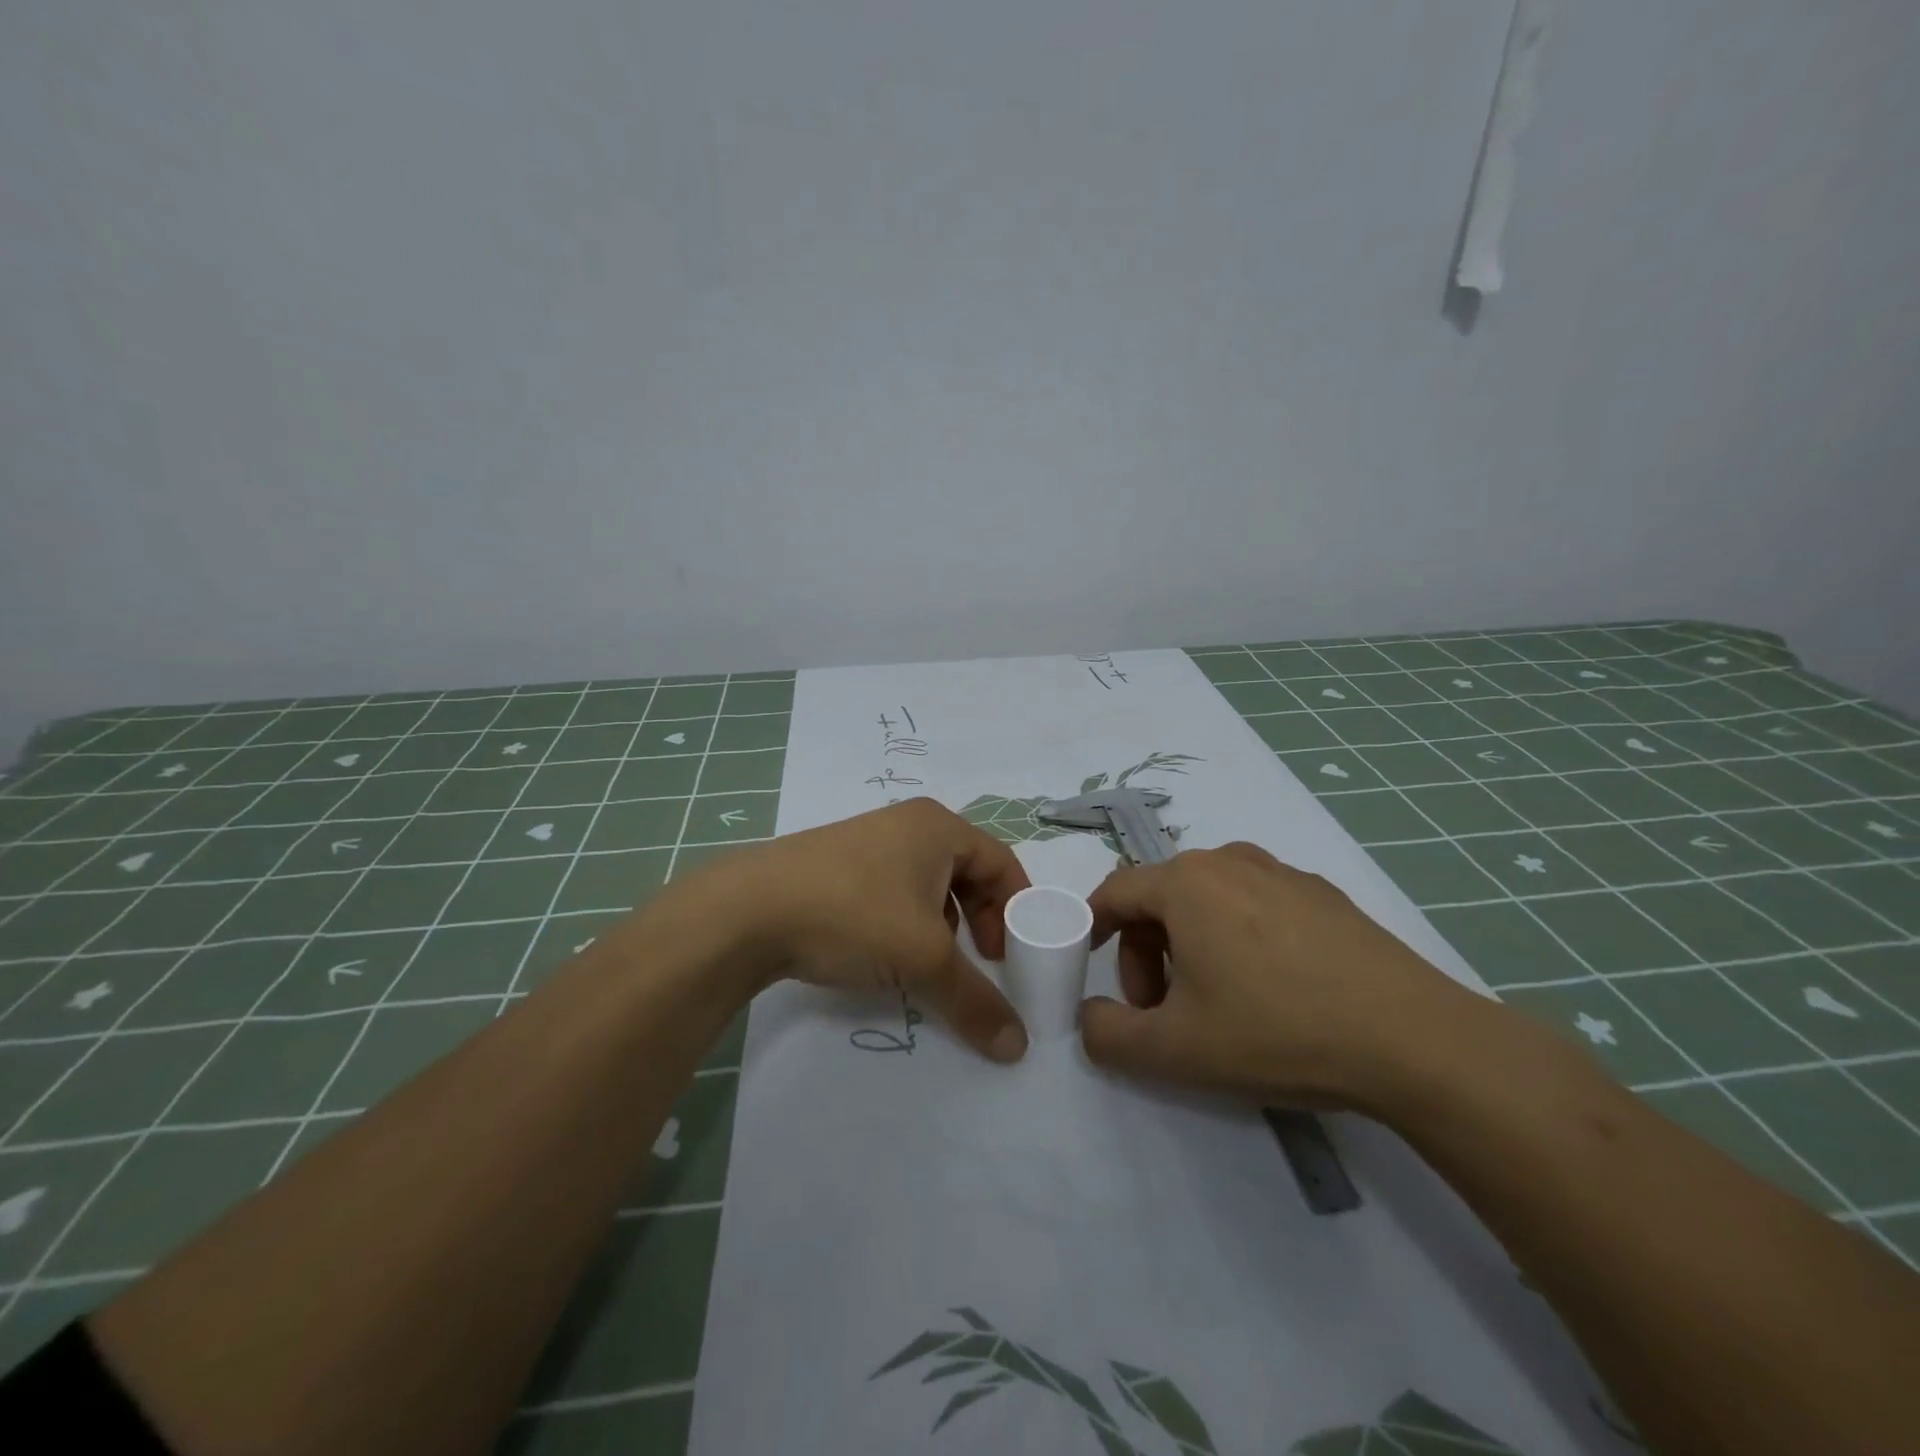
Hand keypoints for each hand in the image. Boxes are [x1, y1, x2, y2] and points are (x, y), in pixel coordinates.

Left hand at [707, 799, 1034, 1062]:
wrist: (747, 910)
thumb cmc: (853, 914)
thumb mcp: (923, 959)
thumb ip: (975, 1000)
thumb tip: (1017, 1046)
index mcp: (938, 827)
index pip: (1001, 862)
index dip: (1016, 909)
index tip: (1013, 956)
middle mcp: (907, 824)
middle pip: (966, 871)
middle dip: (980, 919)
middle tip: (980, 960)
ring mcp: (867, 841)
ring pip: (926, 883)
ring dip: (941, 923)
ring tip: (931, 962)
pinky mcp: (835, 864)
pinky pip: (891, 889)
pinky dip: (904, 921)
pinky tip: (886, 953)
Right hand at [1080, 842, 1483, 1107]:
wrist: (1412, 1040)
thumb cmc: (1276, 1031)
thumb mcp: (1174, 1050)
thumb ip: (1108, 1035)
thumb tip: (1089, 1017)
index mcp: (1186, 883)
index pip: (1115, 892)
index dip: (1093, 928)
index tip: (1089, 966)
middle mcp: (1229, 861)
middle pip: (1161, 898)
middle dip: (1147, 953)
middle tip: (1163, 1009)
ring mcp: (1283, 872)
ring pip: (1209, 900)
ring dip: (1191, 944)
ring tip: (1217, 1001)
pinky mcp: (1325, 894)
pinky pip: (1257, 905)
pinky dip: (1240, 937)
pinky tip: (1274, 989)